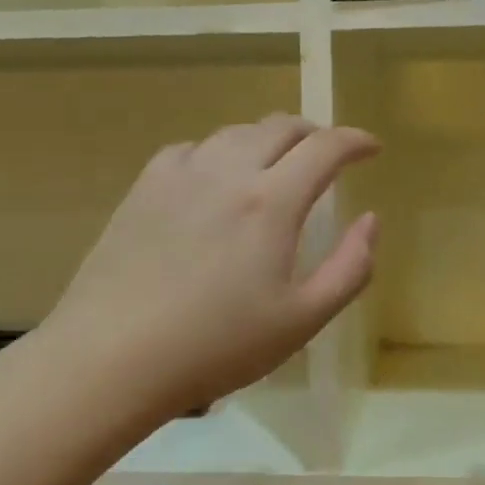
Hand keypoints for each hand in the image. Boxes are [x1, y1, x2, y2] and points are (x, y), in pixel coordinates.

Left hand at [41, 114, 379, 418]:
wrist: (113, 357)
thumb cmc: (217, 346)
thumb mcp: (302, 320)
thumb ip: (350, 268)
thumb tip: (370, 220)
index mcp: (272, 202)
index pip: (325, 148)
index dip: (355, 140)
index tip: (371, 147)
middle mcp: (228, 172)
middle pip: (280, 126)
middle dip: (314, 133)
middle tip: (328, 154)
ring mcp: (180, 175)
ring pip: (235, 133)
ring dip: (268, 139)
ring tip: (276, 163)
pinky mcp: (143, 188)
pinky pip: (191, 149)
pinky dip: (218, 152)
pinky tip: (214, 178)